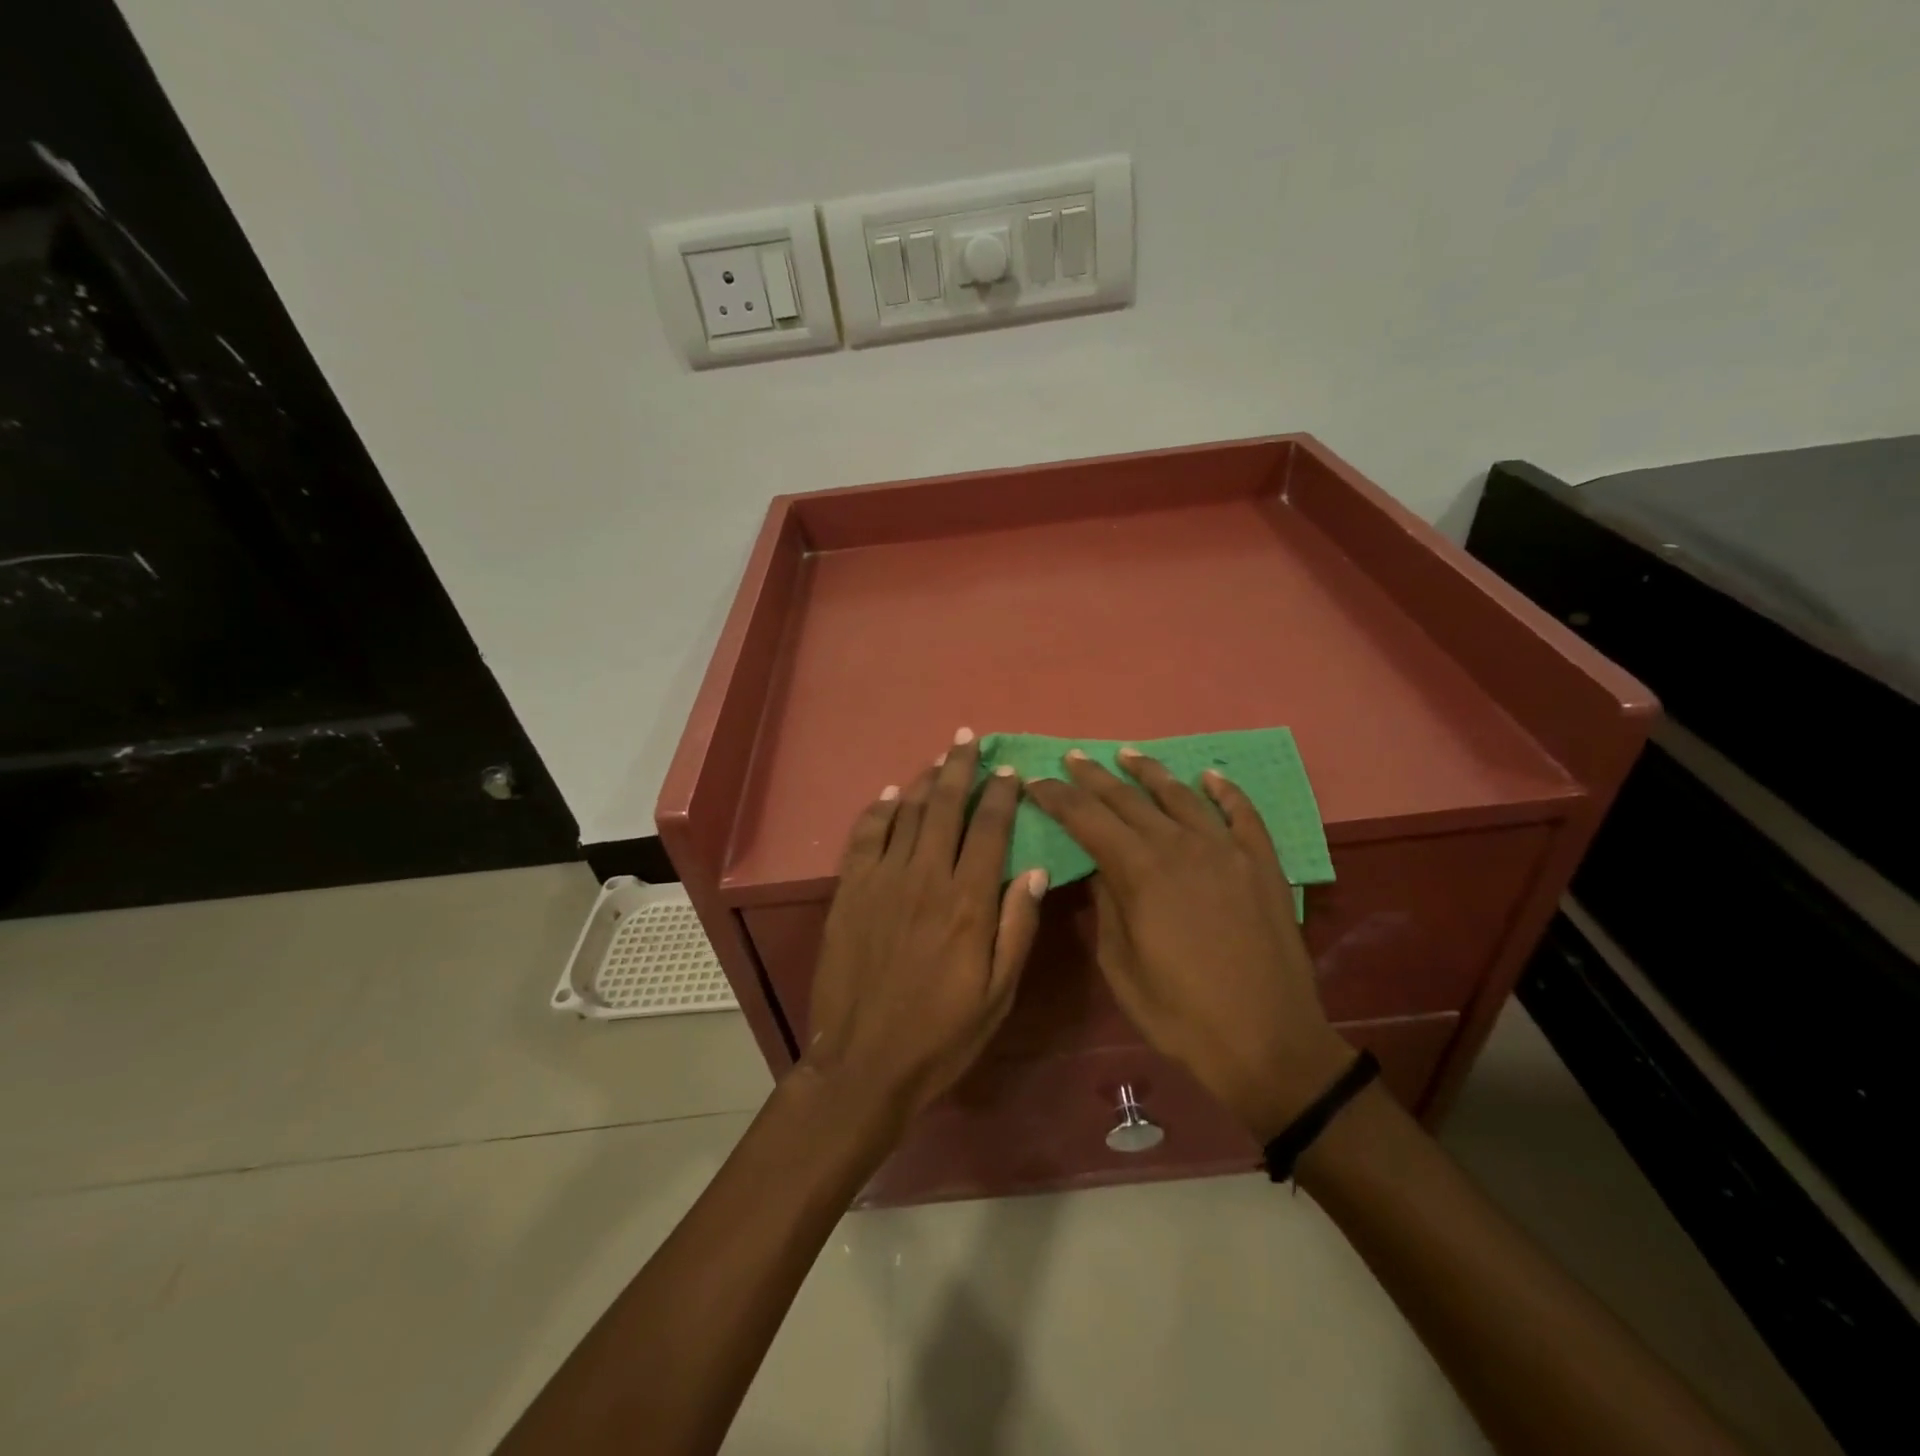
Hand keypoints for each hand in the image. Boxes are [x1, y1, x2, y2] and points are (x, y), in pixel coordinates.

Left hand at [801, 729, 1047, 1127]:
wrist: (864, 1061)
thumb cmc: (942, 1034)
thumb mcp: (998, 993)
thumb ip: (1017, 927)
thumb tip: (1034, 869)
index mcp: (968, 902)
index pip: (989, 829)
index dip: (1000, 795)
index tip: (1009, 771)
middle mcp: (925, 878)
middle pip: (945, 808)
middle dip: (960, 768)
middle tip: (969, 739)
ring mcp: (882, 881)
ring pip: (907, 813)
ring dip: (925, 780)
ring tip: (940, 757)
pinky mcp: (850, 891)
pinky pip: (865, 836)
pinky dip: (879, 810)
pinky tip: (890, 794)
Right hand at [1024, 748, 1351, 1142]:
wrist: (1267, 1042)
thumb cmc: (1181, 1014)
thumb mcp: (1121, 968)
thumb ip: (1107, 908)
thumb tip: (1101, 870)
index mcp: (1139, 872)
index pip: (1087, 819)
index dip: (1058, 797)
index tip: (1036, 780)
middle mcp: (1180, 846)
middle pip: (1128, 799)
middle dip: (1094, 776)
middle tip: (1072, 757)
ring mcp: (1226, 850)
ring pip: (1181, 796)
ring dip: (1150, 772)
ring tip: (1127, 755)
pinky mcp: (1262, 864)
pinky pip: (1242, 814)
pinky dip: (1225, 791)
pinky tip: (1210, 777)